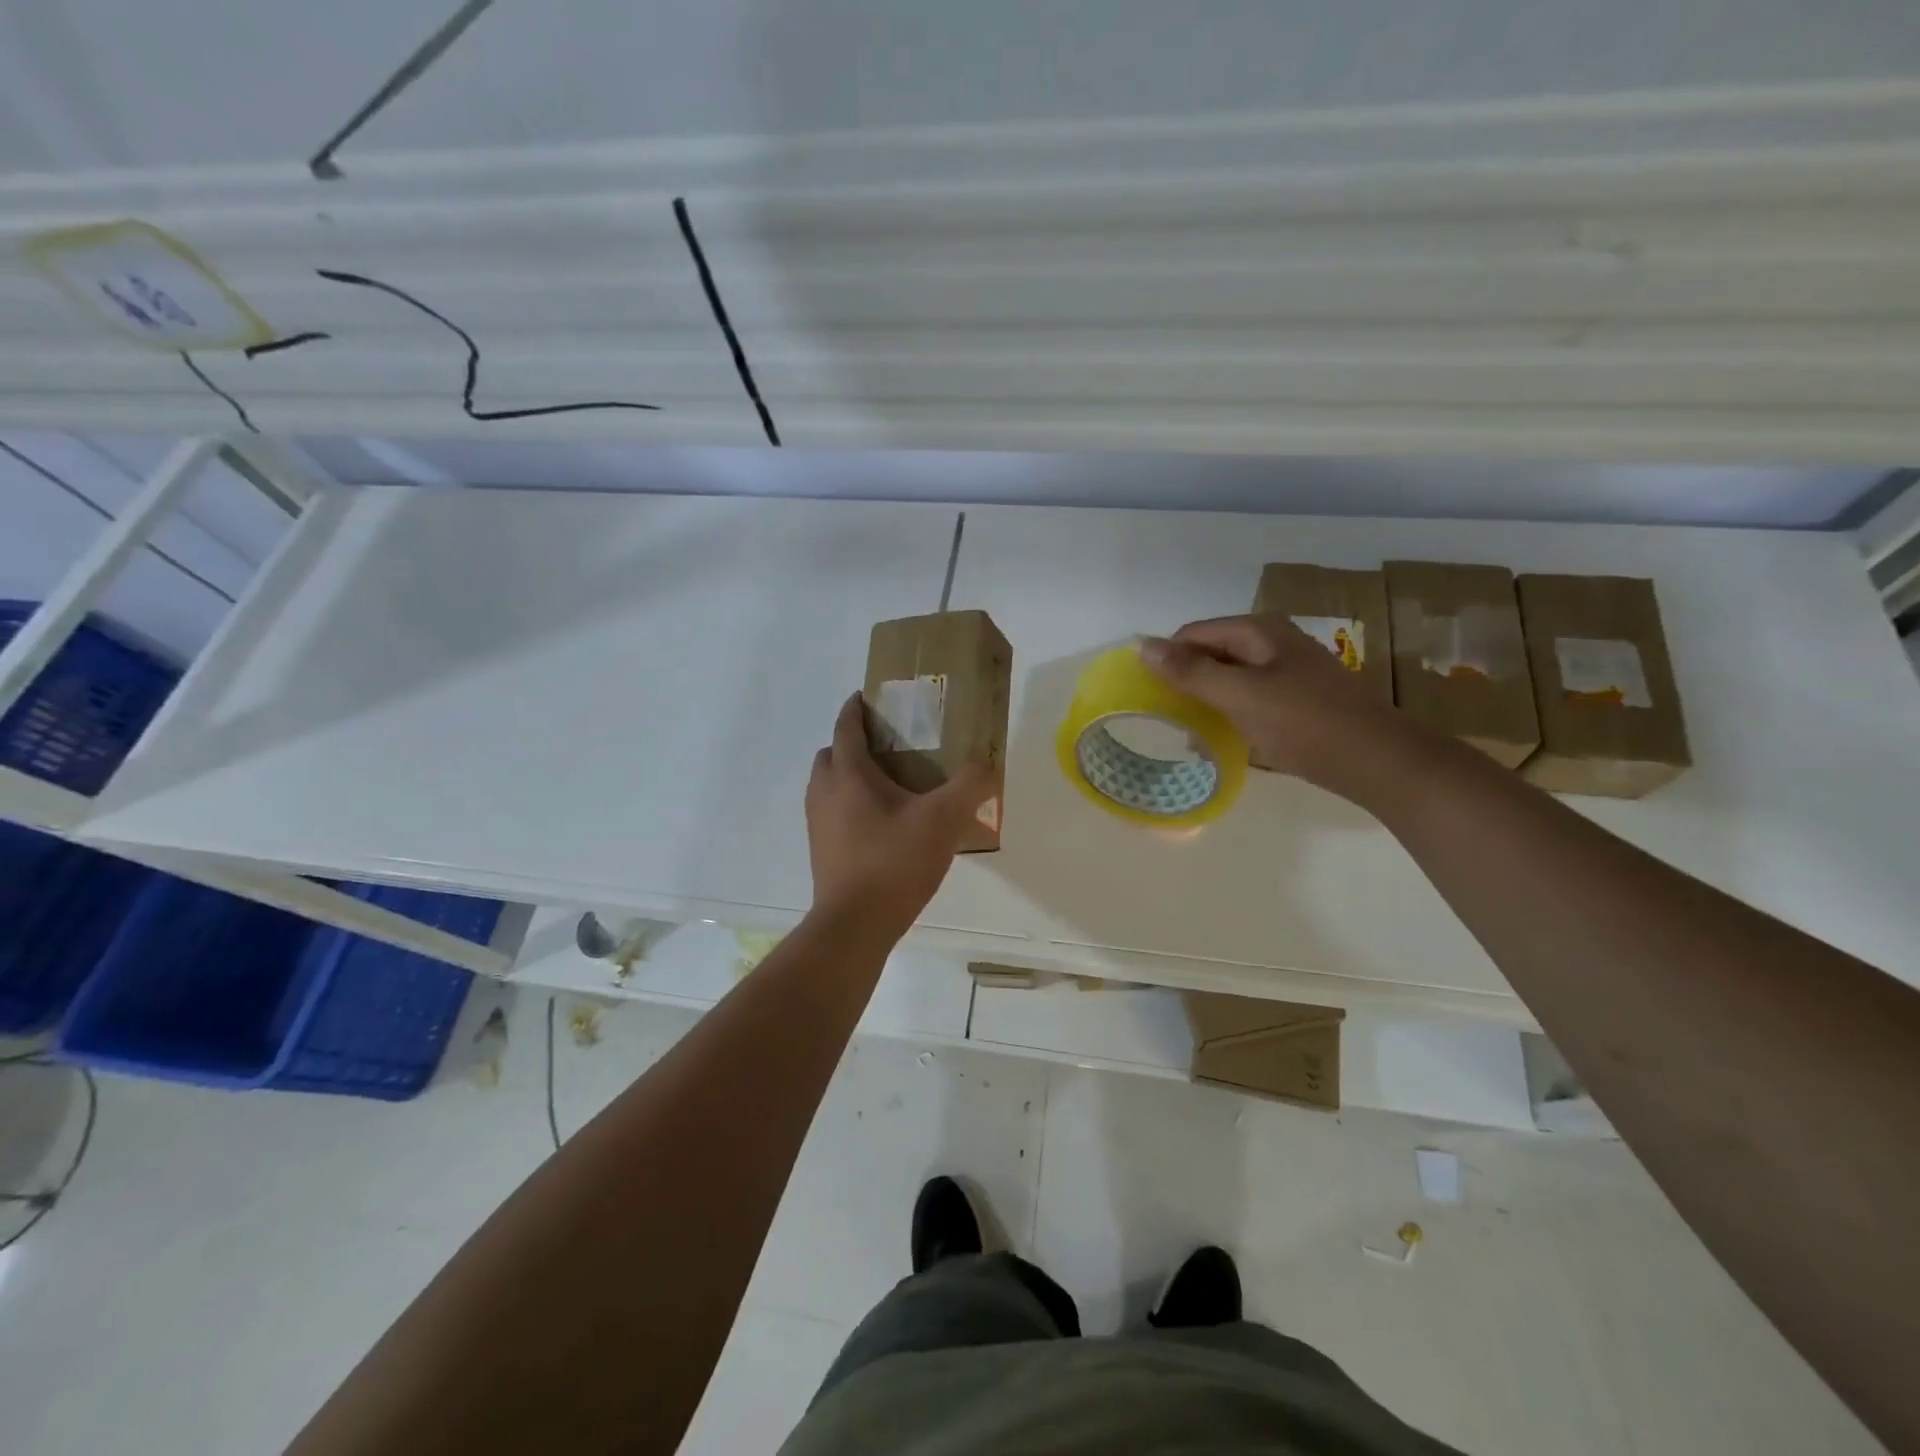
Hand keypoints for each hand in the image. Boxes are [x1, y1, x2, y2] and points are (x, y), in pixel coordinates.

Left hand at [805, 694, 992, 935]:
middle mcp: (824, 792)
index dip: (856, 708)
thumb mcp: (943, 819)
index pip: (846, 726)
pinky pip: (833, 812)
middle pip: (832, 754)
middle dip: (853, 743)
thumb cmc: (894, 862)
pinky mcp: (821, 851)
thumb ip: (969, 786)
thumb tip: (987, 765)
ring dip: (850, 776)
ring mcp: (818, 824)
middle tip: (888, 746)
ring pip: (829, 785)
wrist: (854, 924)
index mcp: (848, 774)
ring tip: (889, 785)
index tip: (868, 696)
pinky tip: (884, 824)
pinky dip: (850, 805)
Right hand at [1139, 615, 1413, 796]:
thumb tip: (1142, 644)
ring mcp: (1288, 671)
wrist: (1378, 761)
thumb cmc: (1305, 723)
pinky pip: (1250, 697)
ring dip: (1207, 699)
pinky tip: (1225, 738)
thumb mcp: (1241, 695)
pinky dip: (1231, 712)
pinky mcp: (1298, 699)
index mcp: (1259, 631)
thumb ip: (1190, 672)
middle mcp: (1273, 642)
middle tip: (1166, 716)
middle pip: (1212, 653)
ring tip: (1189, 731)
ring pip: (1230, 677)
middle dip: (1186, 680)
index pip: (1193, 634)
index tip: (1148, 695)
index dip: (1167, 659)